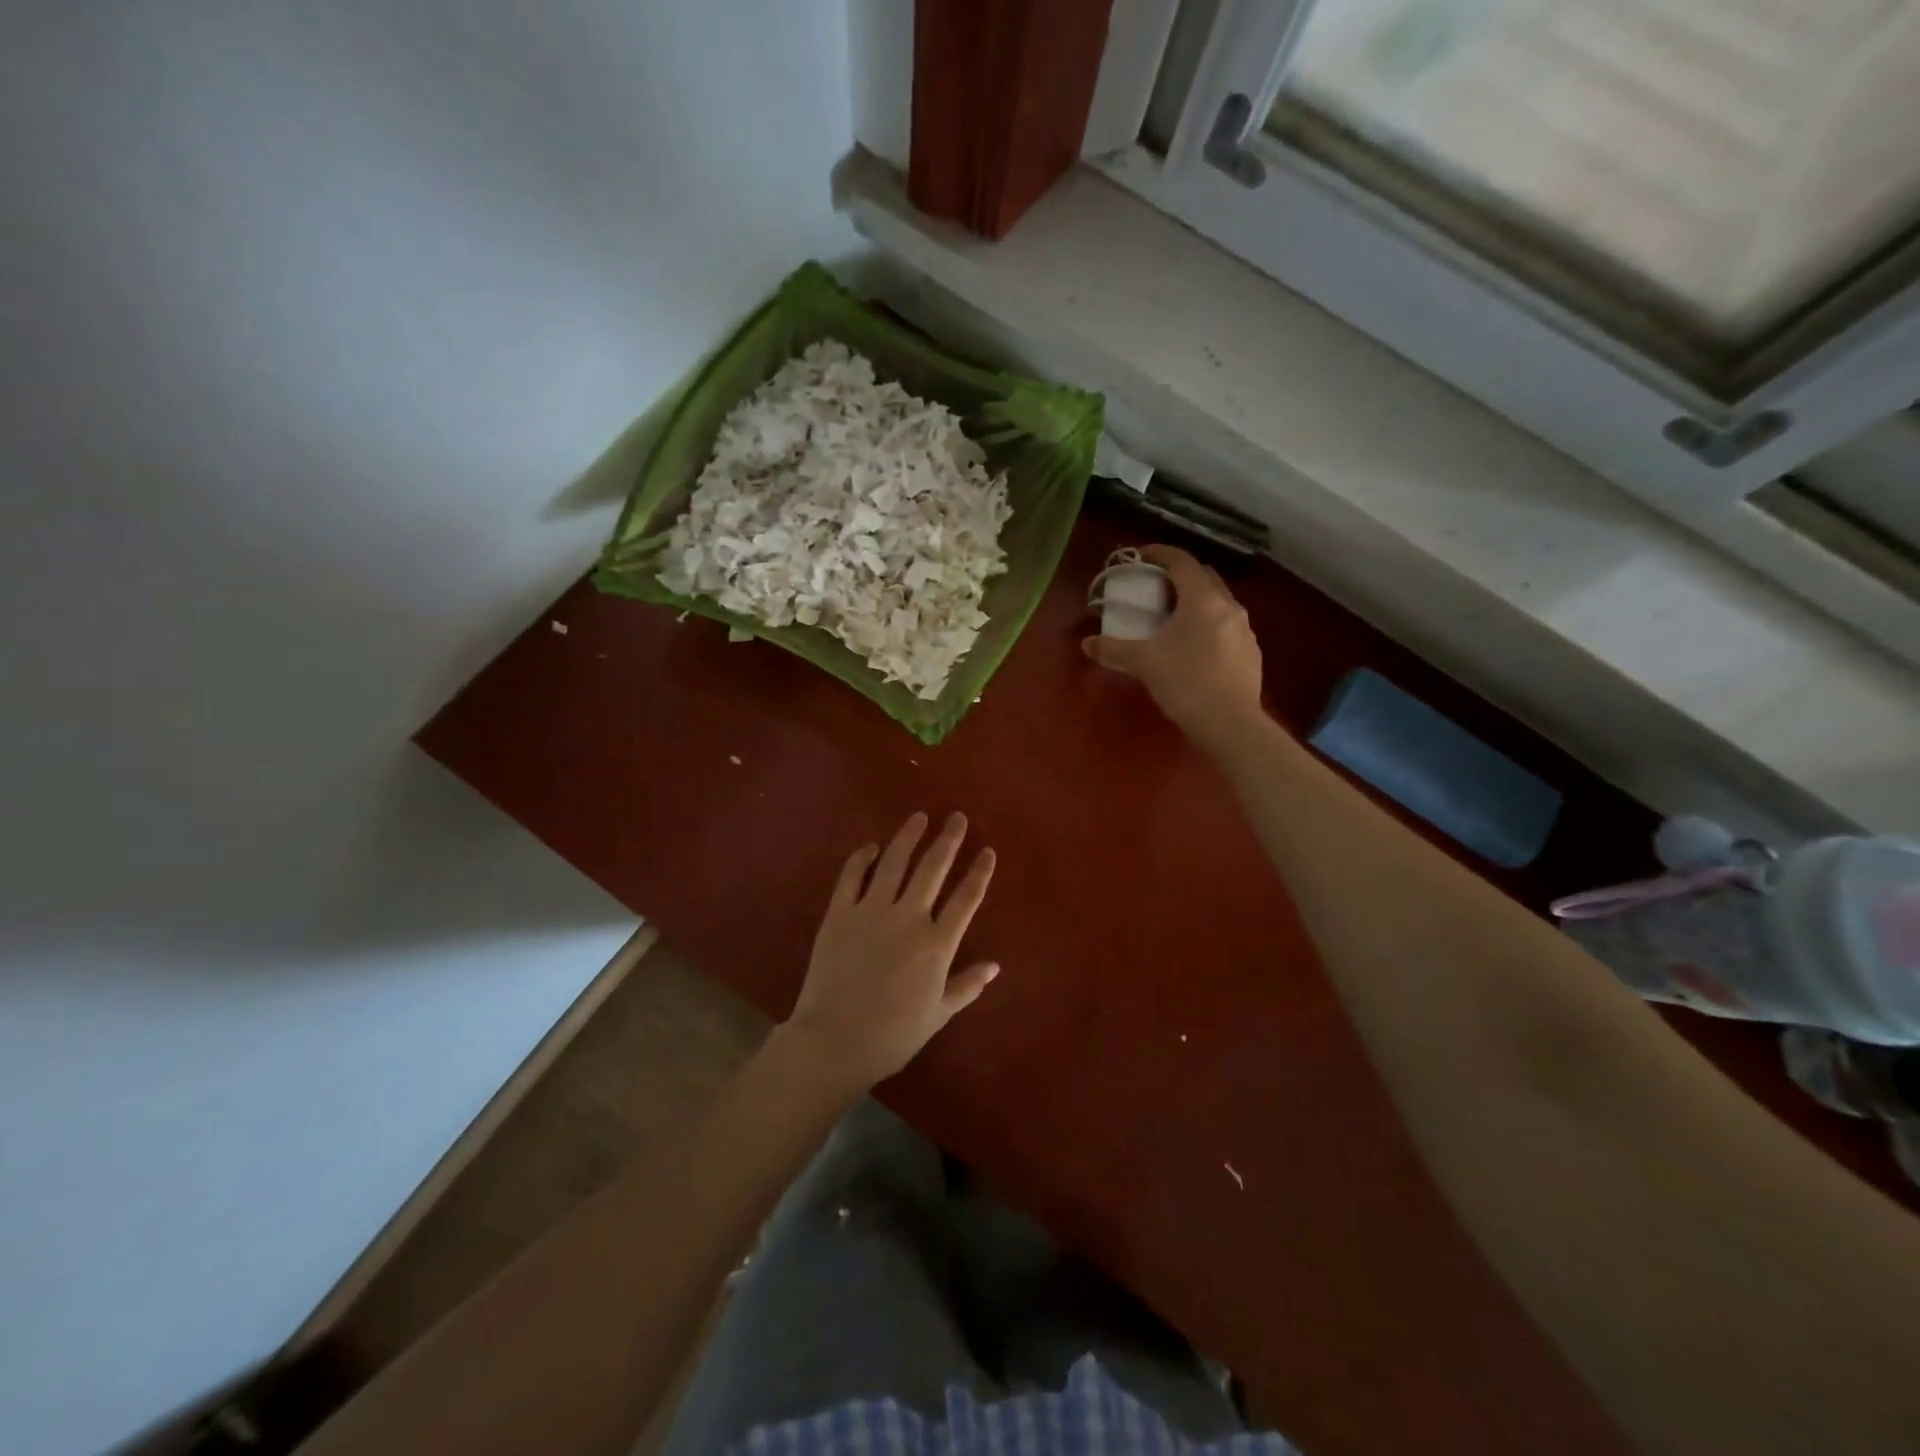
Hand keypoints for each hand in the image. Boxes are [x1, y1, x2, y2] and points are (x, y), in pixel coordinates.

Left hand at [781, 812, 998, 1091]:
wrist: (835, 1041)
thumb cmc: (892, 1035)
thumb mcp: (938, 1014)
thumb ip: (967, 986)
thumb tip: (995, 966)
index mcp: (937, 944)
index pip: (966, 899)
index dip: (979, 873)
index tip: (987, 851)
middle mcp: (909, 918)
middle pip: (933, 868)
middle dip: (948, 840)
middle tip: (956, 818)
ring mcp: (871, 911)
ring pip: (895, 862)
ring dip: (909, 836)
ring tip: (919, 817)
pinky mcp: (839, 913)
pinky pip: (851, 876)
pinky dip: (862, 857)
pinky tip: (871, 846)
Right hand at [1082, 544, 1264, 752]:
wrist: (1231, 724)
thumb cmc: (1185, 683)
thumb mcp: (1143, 663)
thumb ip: (1113, 649)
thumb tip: (1087, 644)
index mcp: (1202, 599)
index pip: (1182, 562)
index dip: (1160, 554)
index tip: (1140, 556)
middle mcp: (1229, 607)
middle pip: (1204, 578)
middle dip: (1179, 577)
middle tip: (1156, 589)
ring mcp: (1245, 631)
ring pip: (1218, 604)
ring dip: (1196, 603)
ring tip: (1173, 621)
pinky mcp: (1251, 654)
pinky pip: (1227, 629)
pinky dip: (1208, 627)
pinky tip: (1194, 650)